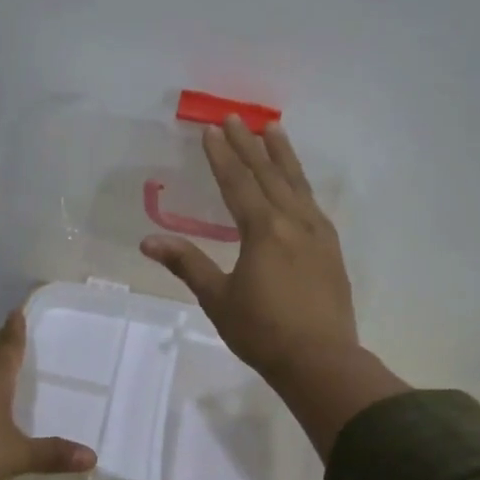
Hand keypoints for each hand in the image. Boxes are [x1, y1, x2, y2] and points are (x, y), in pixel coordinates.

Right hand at [142, 115, 407, 457]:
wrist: (322, 361)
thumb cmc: (263, 331)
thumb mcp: (218, 299)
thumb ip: (187, 264)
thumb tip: (149, 242)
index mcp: (263, 230)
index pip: (238, 183)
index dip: (223, 156)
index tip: (212, 130)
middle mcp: (293, 222)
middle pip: (268, 174)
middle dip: (250, 145)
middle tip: (236, 118)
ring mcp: (317, 233)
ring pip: (297, 184)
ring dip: (282, 155)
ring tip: (274, 129)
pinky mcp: (331, 249)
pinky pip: (312, 203)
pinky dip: (300, 183)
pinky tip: (297, 184)